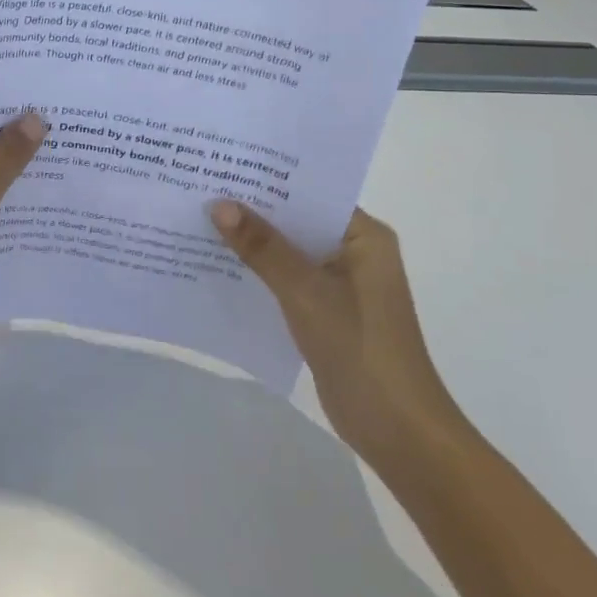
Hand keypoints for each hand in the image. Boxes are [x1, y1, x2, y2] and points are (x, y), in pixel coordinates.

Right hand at [208, 201, 466, 468]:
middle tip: (200, 188)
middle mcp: (354, 252)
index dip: (267, 179)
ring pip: (288, 251)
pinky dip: (258, 273)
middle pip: (296, 221)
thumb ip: (262, 247)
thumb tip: (219, 204)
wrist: (397, 431)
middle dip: (252, 210)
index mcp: (364, 236)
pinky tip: (217, 265)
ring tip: (198, 219)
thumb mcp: (305, 291)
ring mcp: (341, 283)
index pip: (310, 193)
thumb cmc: (360, 348)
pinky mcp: (326, 311)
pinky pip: (286, 279)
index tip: (222, 165)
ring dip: (252, 243)